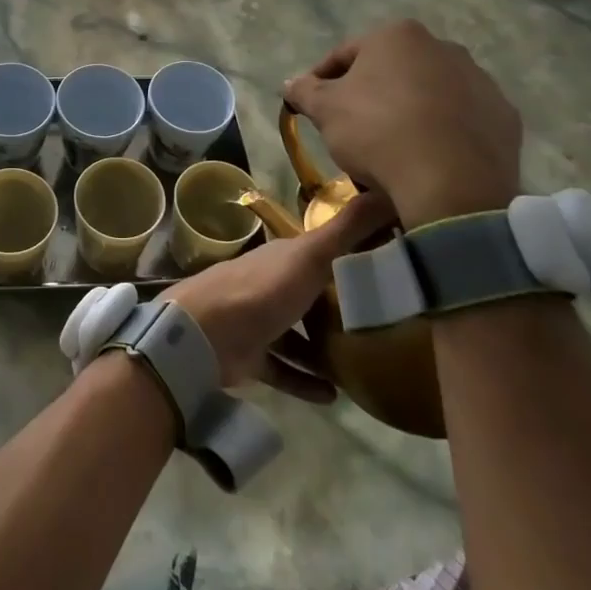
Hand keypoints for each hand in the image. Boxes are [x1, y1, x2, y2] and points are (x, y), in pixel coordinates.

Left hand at [161, 193, 393, 400]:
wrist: (204, 334)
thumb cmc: (262, 290)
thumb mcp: (311, 256)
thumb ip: (346, 229)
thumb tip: (386, 191)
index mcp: (282, 258)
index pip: (319, 252)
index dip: (348, 255)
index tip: (384, 267)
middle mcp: (269, 286)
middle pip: (308, 295)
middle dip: (336, 308)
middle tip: (381, 325)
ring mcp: (257, 323)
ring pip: (295, 336)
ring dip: (323, 351)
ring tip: (361, 366)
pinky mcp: (249, 357)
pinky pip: (283, 371)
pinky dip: (305, 382)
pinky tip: (334, 398)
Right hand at [284, 20, 522, 227]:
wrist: (452, 183)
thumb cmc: (378, 132)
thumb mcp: (326, 111)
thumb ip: (305, 91)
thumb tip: (291, 83)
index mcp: (396, 36)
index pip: (345, 54)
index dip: (322, 79)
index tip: (311, 105)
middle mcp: (442, 47)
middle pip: (391, 70)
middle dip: (370, 93)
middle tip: (351, 126)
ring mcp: (479, 80)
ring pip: (430, 92)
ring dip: (409, 110)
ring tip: (392, 146)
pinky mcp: (504, 115)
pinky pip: (462, 119)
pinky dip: (443, 131)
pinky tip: (428, 156)